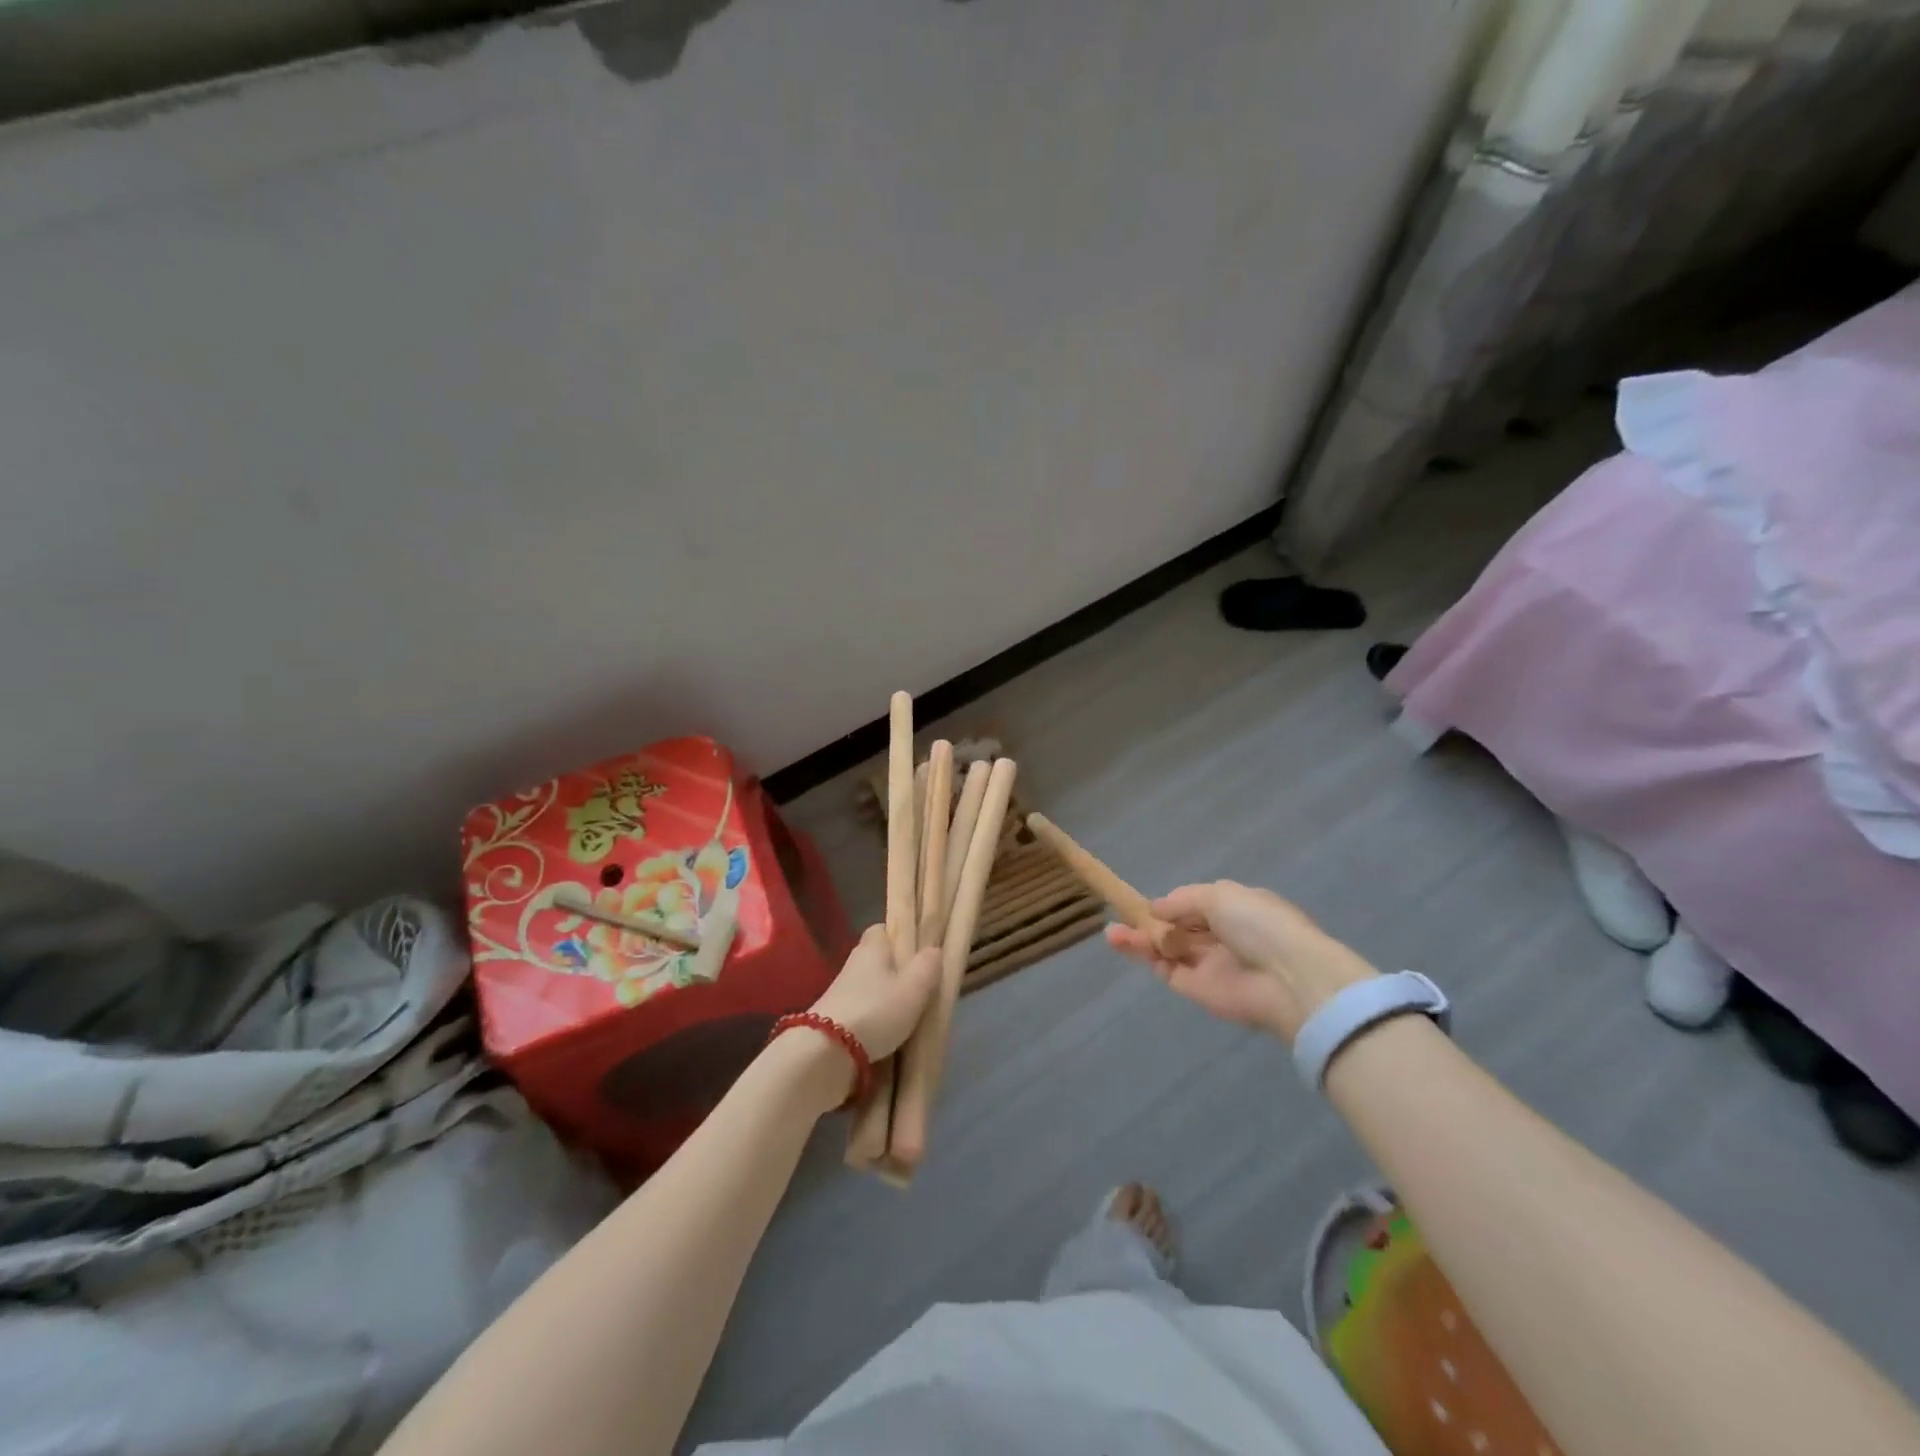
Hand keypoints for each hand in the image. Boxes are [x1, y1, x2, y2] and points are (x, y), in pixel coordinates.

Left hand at [808, 925, 941, 1060]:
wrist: (828, 1049)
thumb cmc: (877, 1009)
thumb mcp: (914, 987)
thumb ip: (928, 965)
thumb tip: (934, 949)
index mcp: (872, 947)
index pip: (882, 929)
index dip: (898, 935)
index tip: (916, 950)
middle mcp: (853, 962)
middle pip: (876, 958)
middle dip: (893, 968)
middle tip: (917, 985)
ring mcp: (839, 990)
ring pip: (868, 984)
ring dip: (882, 994)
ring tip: (905, 1013)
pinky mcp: (832, 1016)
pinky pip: (859, 1007)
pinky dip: (871, 1015)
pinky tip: (884, 1031)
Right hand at [1105, 881, 1376, 1042]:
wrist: (1289, 979)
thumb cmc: (1259, 925)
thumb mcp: (1220, 896)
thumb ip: (1183, 900)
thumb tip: (1157, 908)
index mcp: (1234, 910)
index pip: (1195, 906)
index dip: (1169, 905)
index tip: (1142, 903)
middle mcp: (1221, 937)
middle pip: (1177, 930)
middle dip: (1149, 923)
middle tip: (1118, 918)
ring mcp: (1209, 965)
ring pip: (1168, 950)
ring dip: (1140, 940)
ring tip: (1111, 934)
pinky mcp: (1199, 991)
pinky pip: (1169, 971)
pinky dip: (1148, 959)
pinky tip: (1125, 945)